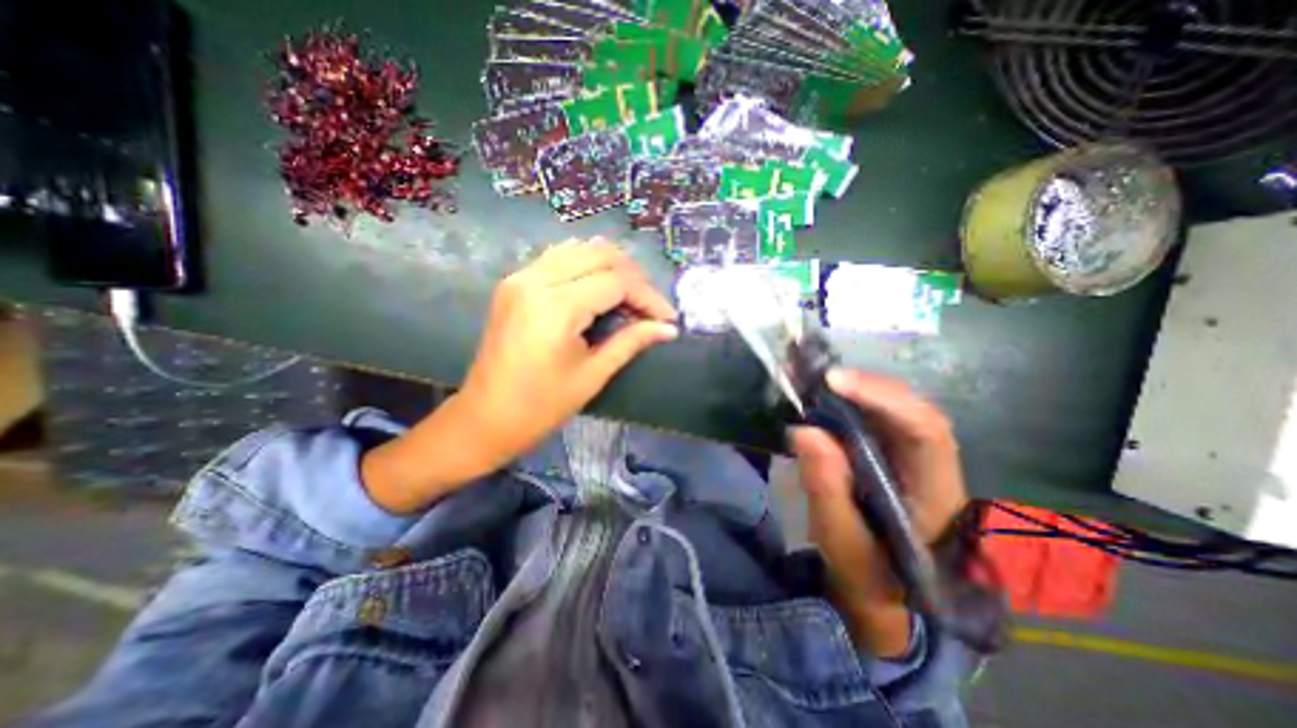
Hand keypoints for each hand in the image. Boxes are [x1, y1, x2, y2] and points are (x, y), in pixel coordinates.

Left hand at [459, 238, 680, 466]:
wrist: (485, 418)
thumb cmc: (541, 407)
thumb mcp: (592, 375)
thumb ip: (631, 342)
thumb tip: (668, 329)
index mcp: (555, 306)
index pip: (617, 281)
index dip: (649, 297)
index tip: (668, 318)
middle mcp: (536, 279)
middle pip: (601, 254)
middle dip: (634, 278)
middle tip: (650, 308)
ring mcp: (521, 276)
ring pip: (580, 248)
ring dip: (612, 267)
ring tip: (630, 297)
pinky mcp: (515, 282)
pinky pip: (559, 256)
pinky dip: (587, 265)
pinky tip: (599, 288)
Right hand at [790, 369, 962, 652]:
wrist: (881, 589)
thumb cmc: (867, 572)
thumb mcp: (841, 540)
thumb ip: (826, 488)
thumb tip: (804, 430)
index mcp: (937, 493)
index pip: (926, 431)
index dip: (884, 398)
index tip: (835, 382)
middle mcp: (933, 465)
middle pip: (912, 408)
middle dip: (866, 386)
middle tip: (817, 377)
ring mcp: (913, 456)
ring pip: (894, 408)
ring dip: (856, 390)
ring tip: (815, 381)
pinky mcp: (892, 452)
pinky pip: (875, 417)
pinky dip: (849, 402)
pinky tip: (823, 396)